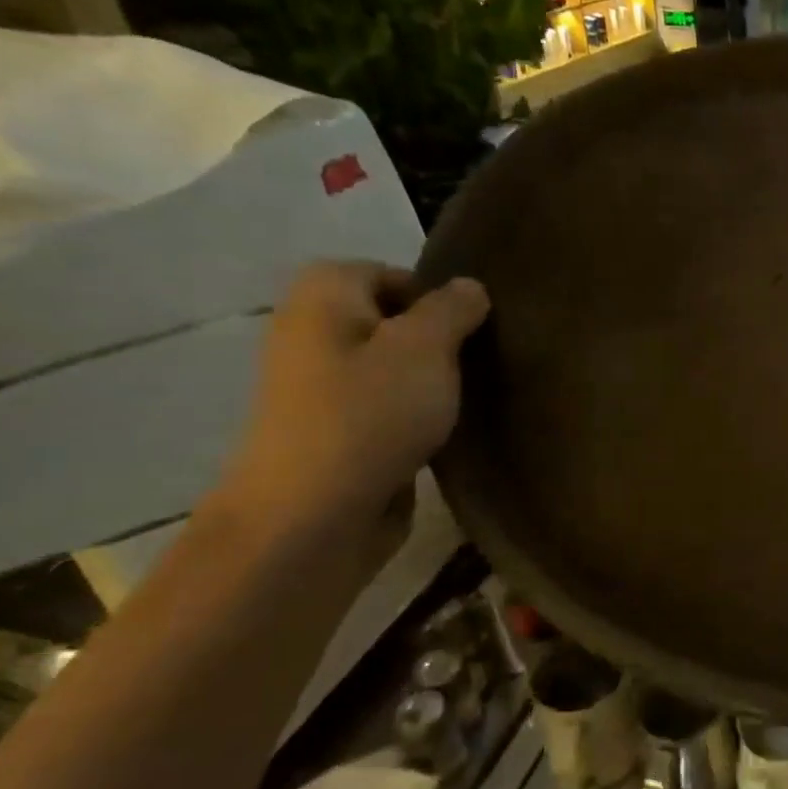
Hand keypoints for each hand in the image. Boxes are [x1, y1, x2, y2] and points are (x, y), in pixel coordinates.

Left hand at [218, 262, 489, 549]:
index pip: (389, 272)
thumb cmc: (370, 414)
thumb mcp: (427, 347)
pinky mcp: (334, 434)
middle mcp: (312, 334)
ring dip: (429, 383)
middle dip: (437, 341)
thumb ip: (453, 308)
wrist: (313, 515)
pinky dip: (413, 417)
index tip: (471, 330)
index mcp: (323, 297)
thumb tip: (469, 287)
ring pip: (391, 368)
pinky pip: (385, 409)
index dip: (435, 296)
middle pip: (391, 321)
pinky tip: (441, 434)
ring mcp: (319, 389)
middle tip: (476, 363)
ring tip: (465, 400)